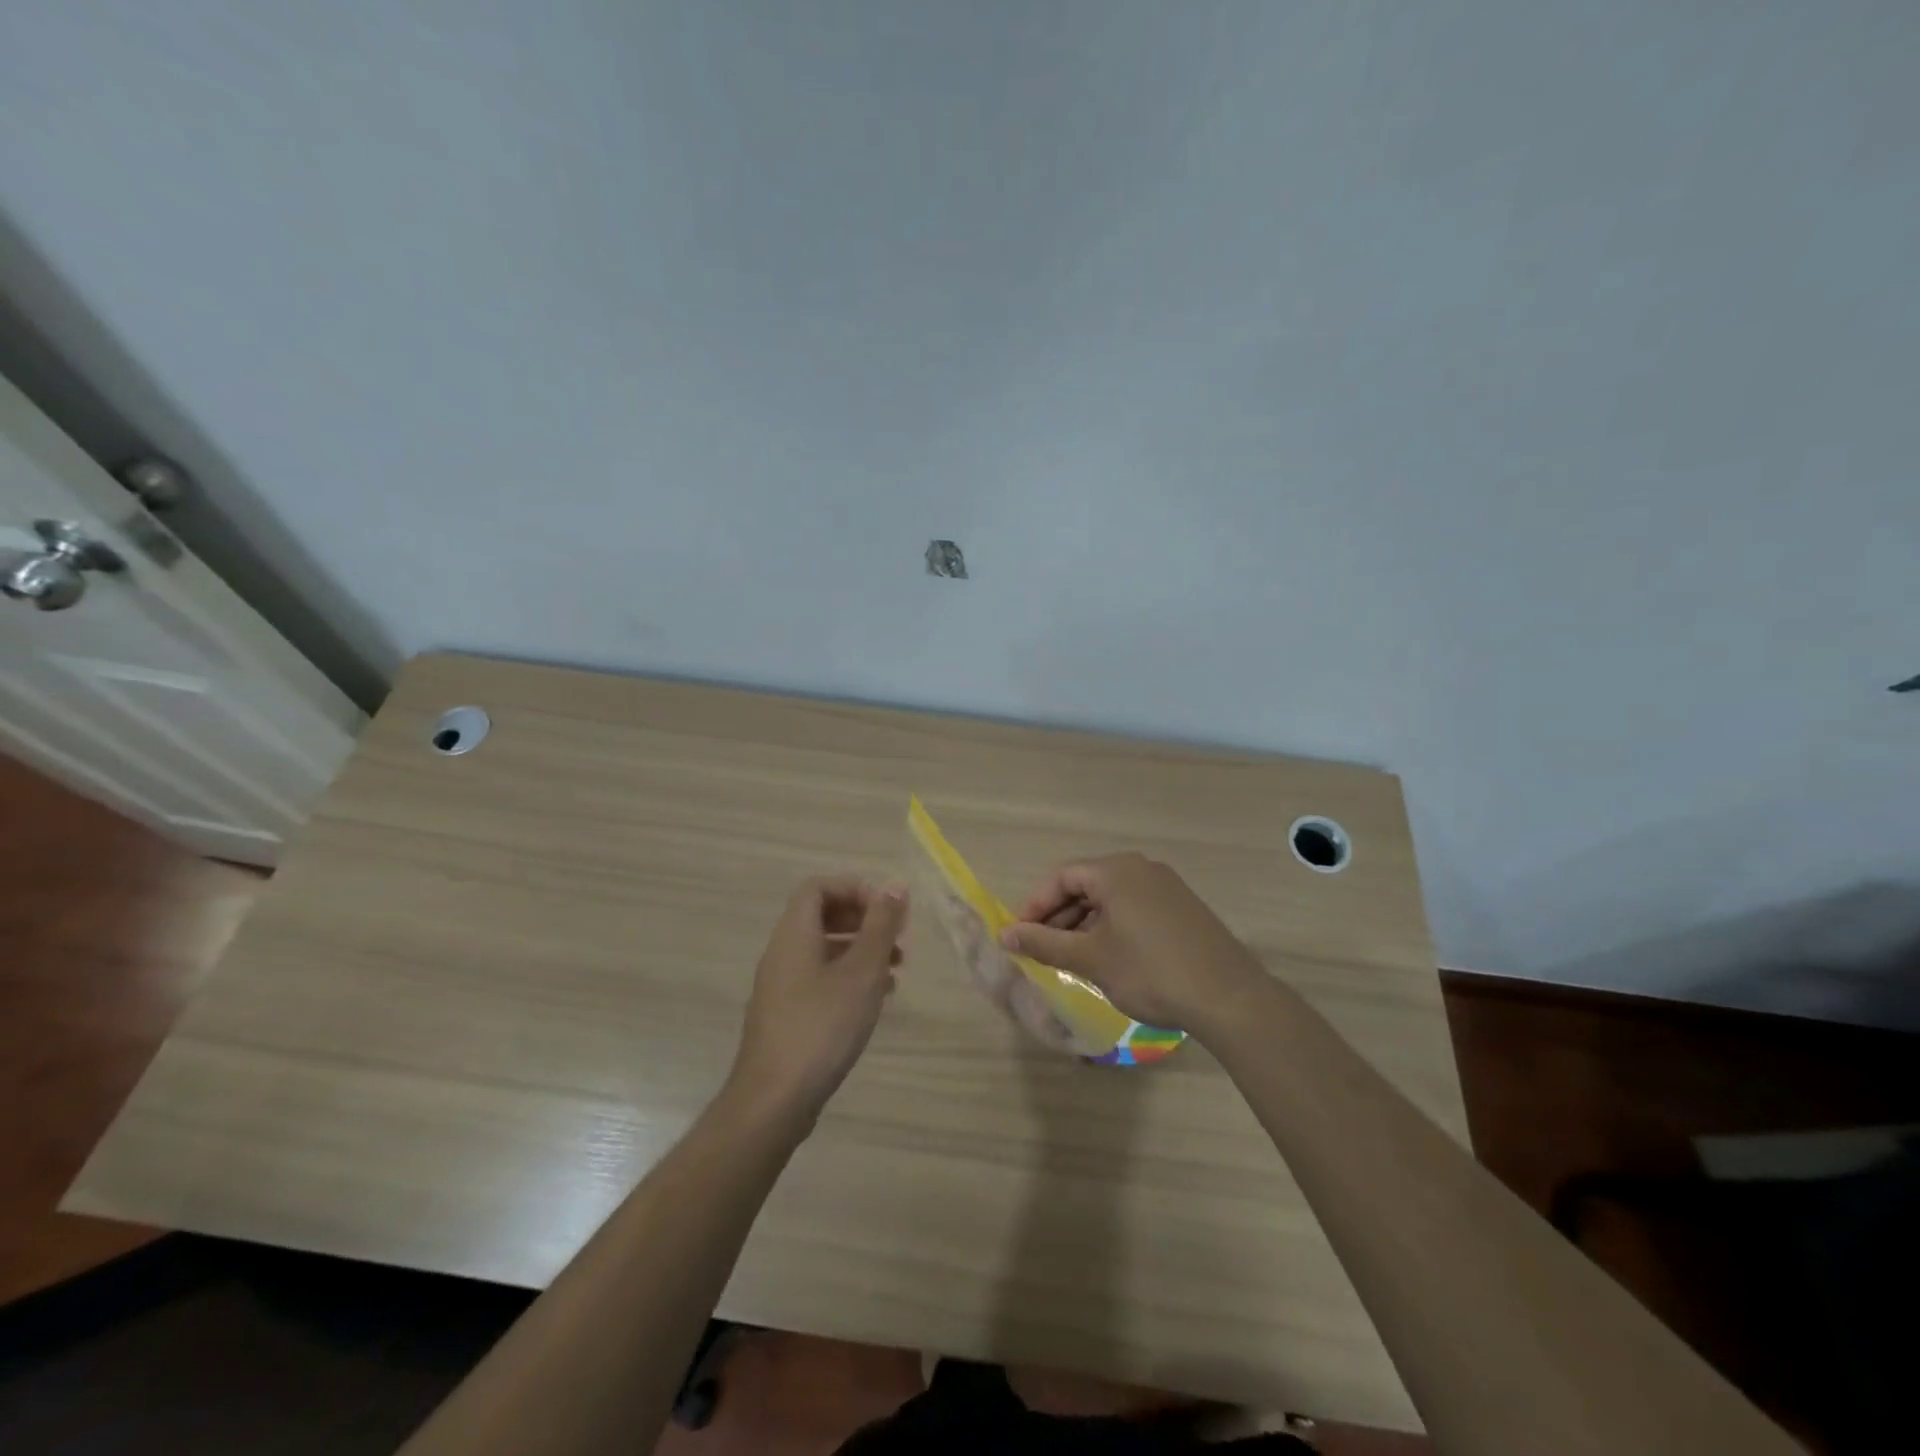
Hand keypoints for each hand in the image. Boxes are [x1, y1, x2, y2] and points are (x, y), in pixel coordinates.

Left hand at [727, 876, 909, 1131]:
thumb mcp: (861, 972)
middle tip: (898, 938)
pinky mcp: (787, 1015)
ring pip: (825, 950)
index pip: (819, 887)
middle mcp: (783, 953)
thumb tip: (896, 884)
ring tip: (897, 970)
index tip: (888, 909)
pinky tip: (876, 1000)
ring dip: (862, 951)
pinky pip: (821, 979)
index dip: (855, 889)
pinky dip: (850, 978)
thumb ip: (880, 925)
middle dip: (864, 920)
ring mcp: (782, 986)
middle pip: (823, 916)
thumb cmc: (822, 1027)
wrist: (774, 1101)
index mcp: (795, 934)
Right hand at [1000, 853, 1264, 1036]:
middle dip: (1058, 916)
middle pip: (1085, 885)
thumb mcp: (1090, 959)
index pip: (1061, 877)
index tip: (1018, 936)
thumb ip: (1044, 943)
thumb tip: (1005, 934)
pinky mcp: (1182, 908)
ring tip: (1069, 958)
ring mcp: (1166, 887)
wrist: (1228, 997)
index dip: (1034, 906)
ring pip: (1110, 899)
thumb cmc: (1150, 972)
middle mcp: (1141, 869)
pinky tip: (1106, 957)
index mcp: (1116, 871)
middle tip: (1040, 949)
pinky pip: (1133, 908)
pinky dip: (1111, 927)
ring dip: (1083, 924)